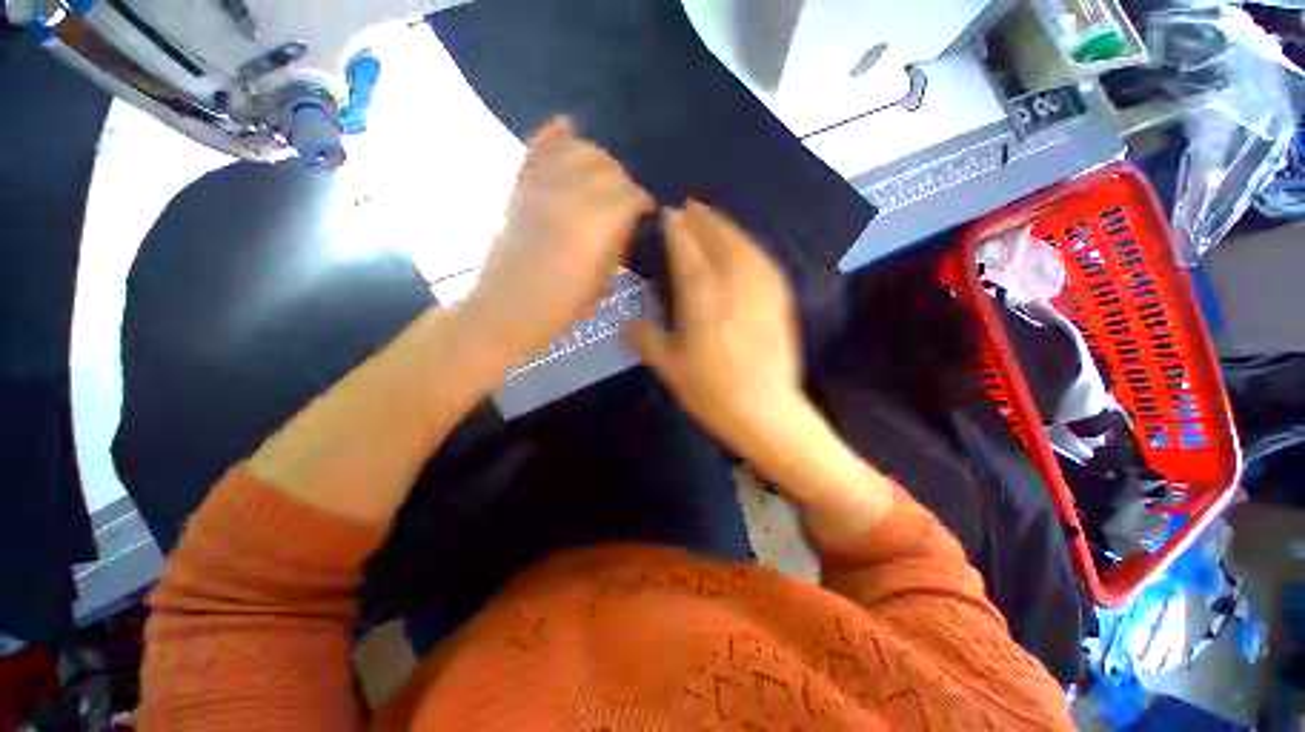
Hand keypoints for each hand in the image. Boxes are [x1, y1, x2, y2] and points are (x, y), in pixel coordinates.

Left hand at [462, 117, 653, 364]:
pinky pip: (538, 147)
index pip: (630, 194)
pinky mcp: (519, 185)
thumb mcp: (603, 280)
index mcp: (595, 225)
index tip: (646, 210)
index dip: (643, 200)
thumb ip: (618, 243)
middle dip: (623, 180)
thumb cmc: (562, 306)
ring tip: (603, 175)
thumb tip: (627, 222)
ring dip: (597, 158)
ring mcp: (540, 185)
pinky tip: (569, 127)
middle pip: (607, 167)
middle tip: (626, 198)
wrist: (508, 308)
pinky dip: (556, 134)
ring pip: (577, 149)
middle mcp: (570, 195)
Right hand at [626, 202, 804, 457]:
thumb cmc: (713, 395)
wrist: (766, 413)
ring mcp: (760, 297)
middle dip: (703, 221)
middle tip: (690, 205)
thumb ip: (648, 342)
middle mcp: (734, 293)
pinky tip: (747, 244)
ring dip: (728, 228)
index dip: (678, 233)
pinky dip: (753, 248)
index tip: (669, 214)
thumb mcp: (672, 372)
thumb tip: (627, 324)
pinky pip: (766, 266)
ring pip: (745, 250)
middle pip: (719, 246)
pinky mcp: (779, 306)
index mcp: (704, 307)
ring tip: (714, 215)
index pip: (689, 258)